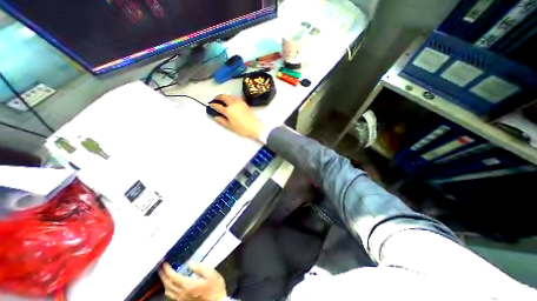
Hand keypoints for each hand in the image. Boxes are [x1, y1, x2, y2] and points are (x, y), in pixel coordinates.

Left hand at [159, 261, 226, 300]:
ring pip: (168, 291)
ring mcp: (181, 299)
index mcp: (188, 285)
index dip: (167, 270)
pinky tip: (170, 284)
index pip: (173, 277)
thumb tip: (189, 263)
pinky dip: (168, 288)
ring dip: (164, 282)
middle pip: (168, 285)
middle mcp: (182, 294)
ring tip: (164, 274)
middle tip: (160, 267)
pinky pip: (171, 295)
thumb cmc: (215, 286)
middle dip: (163, 275)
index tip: (164, 263)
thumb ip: (199, 268)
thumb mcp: (211, 273)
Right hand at [208, 94, 263, 139]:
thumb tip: (216, 117)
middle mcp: (233, 104)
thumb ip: (222, 121)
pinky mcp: (244, 103)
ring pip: (230, 95)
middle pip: (223, 97)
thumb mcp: (230, 127)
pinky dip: (231, 97)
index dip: (213, 105)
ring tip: (223, 99)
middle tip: (215, 99)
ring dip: (225, 96)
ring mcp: (239, 102)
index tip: (210, 105)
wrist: (255, 126)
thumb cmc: (242, 128)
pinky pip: (236, 97)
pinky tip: (231, 101)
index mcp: (228, 110)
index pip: (218, 106)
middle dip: (218, 97)